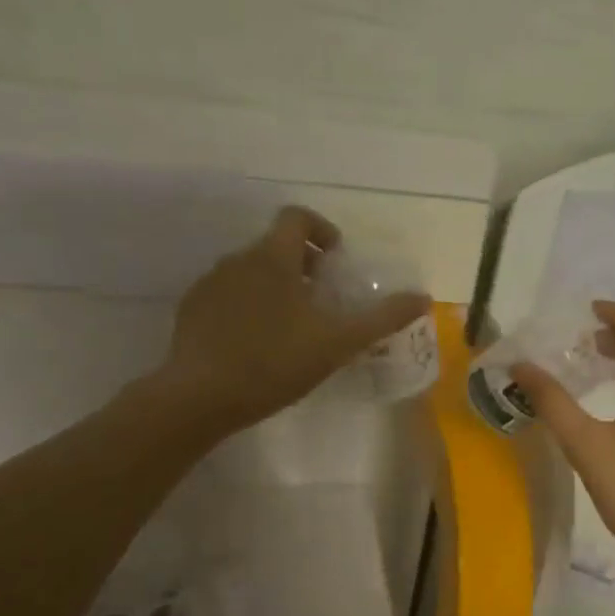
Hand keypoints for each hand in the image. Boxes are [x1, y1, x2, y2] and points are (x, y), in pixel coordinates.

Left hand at [148, 206, 429, 435]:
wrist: (199, 398)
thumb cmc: (275, 362)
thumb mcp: (339, 342)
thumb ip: (382, 317)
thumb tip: (422, 297)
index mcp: (273, 258)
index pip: (296, 217)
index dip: (322, 230)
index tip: (337, 261)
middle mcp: (238, 260)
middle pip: (276, 245)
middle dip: (304, 265)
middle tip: (324, 300)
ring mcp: (210, 285)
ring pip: (252, 271)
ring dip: (277, 286)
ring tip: (294, 326)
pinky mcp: (192, 311)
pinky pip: (229, 295)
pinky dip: (250, 306)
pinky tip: (259, 344)